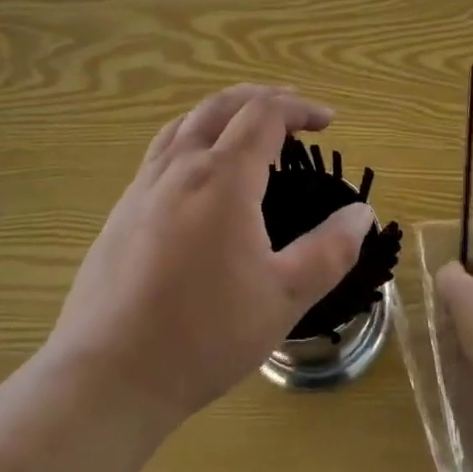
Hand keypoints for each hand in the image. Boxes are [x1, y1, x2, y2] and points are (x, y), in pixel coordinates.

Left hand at [49, 85, 373, 426]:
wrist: (110, 374)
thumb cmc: (205, 333)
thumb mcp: (284, 296)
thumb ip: (330, 250)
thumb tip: (361, 214)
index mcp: (222, 177)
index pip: (264, 114)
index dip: (300, 108)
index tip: (328, 121)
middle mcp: (180, 167)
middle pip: (222, 105)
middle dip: (262, 97)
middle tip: (293, 109)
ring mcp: (143, 186)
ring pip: (186, 122)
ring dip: (224, 111)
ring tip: (247, 125)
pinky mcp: (121, 210)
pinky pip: (162, 150)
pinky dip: (193, 136)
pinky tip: (198, 171)